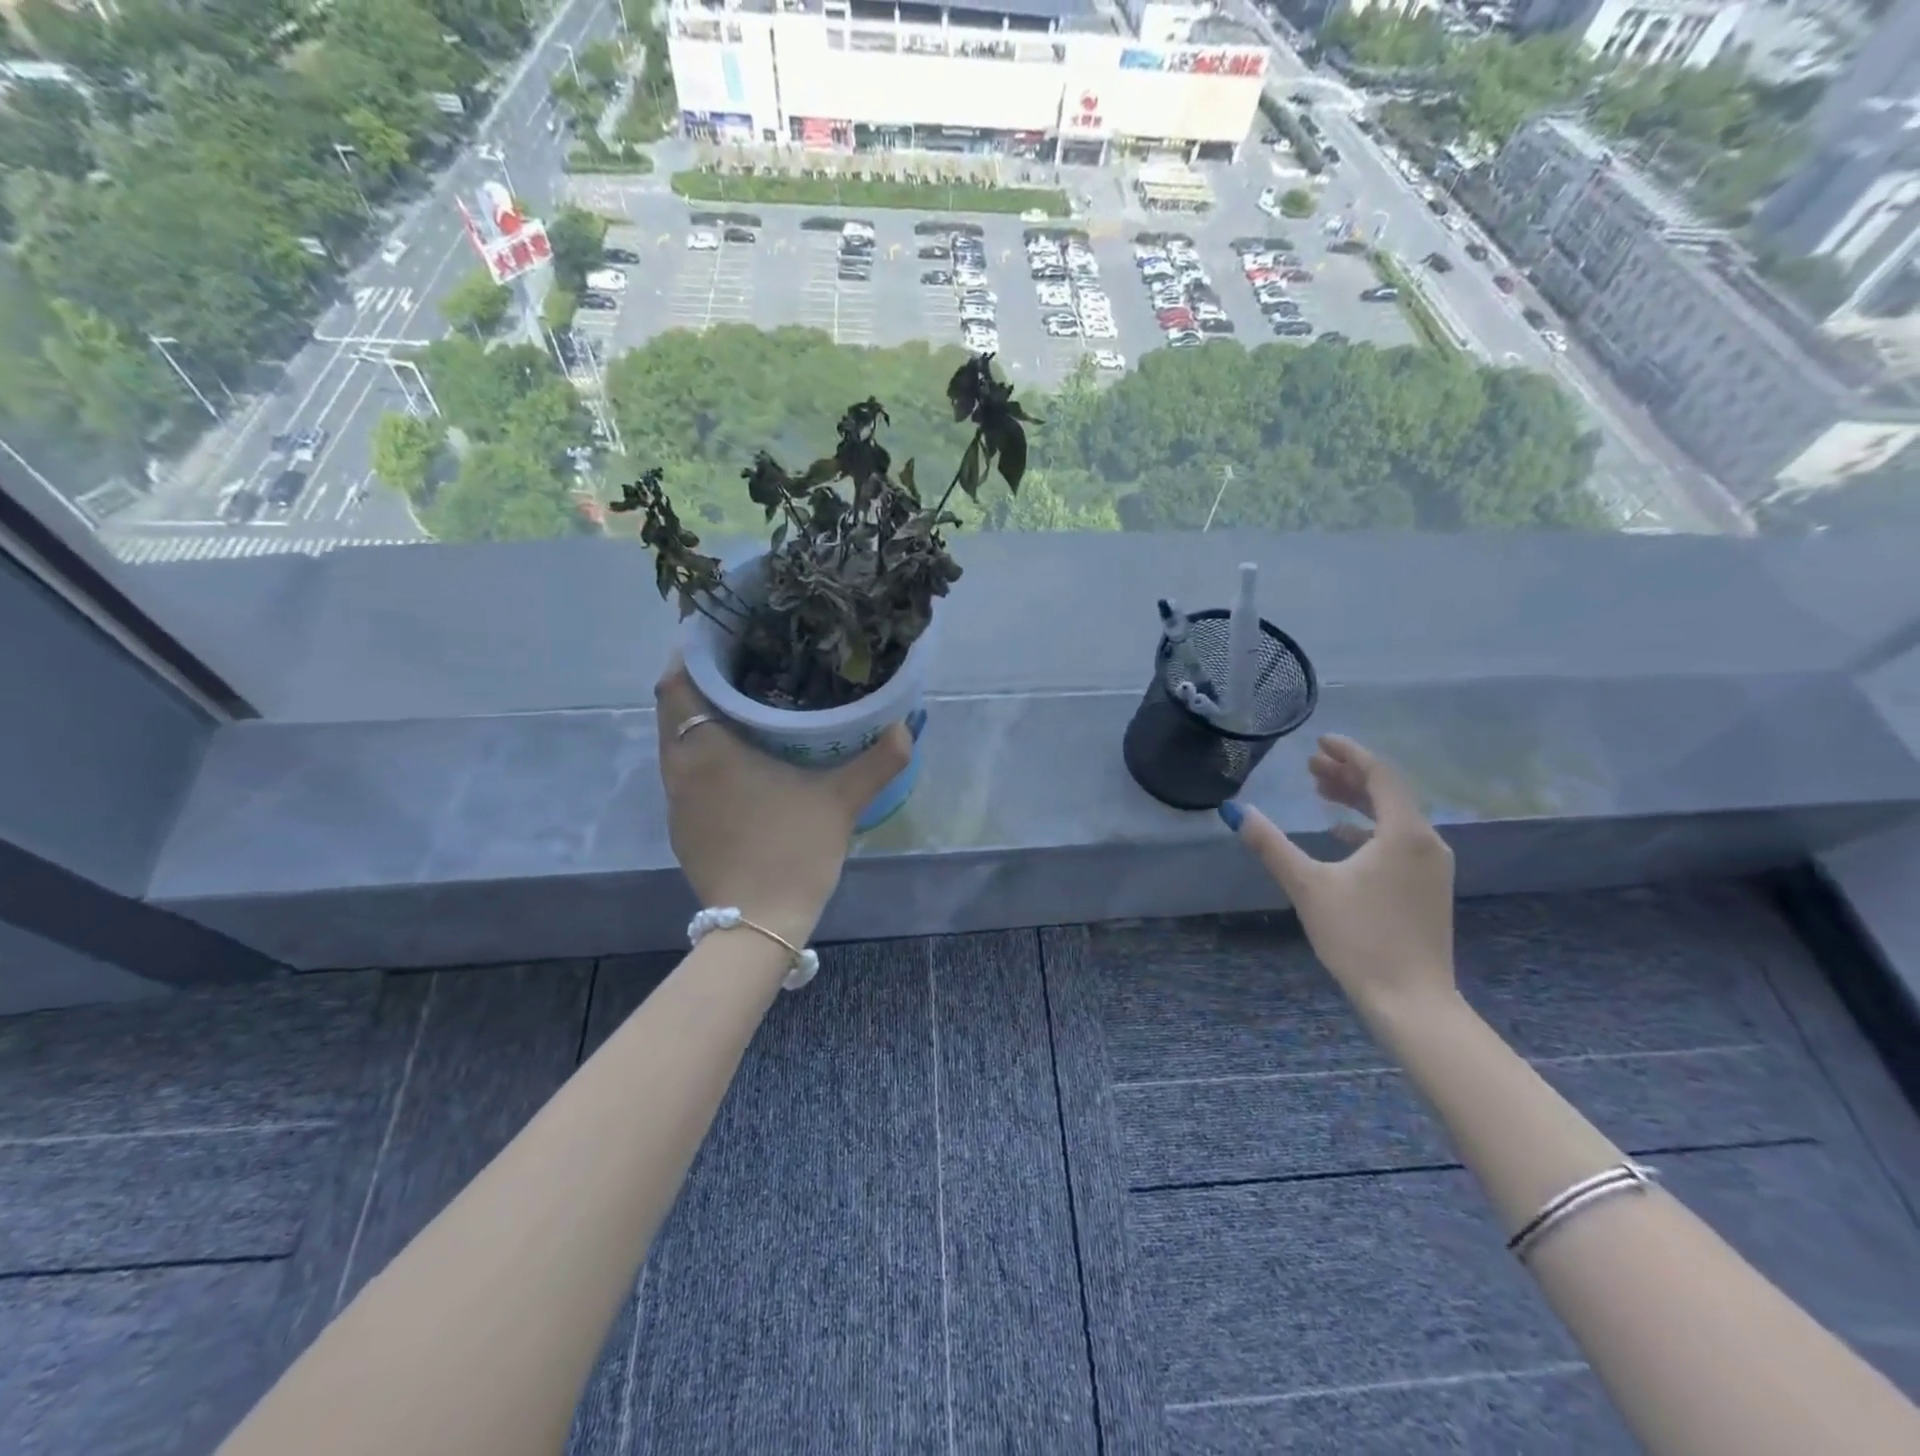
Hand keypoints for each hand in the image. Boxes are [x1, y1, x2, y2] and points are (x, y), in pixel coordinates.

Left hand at [655, 657, 914, 945]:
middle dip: (697, 683)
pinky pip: (683, 774)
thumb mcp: (842, 800)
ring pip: (674, 744)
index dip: (689, 654)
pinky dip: (700, 755)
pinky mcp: (681, 828)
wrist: (759, 923)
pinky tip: (737, 762)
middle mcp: (680, 770)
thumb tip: (906, 725)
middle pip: (671, 709)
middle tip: (739, 666)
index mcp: (708, 751)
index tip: (718, 636)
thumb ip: (878, 759)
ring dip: (697, 720)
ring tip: (740, 706)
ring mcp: (676, 802)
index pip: (676, 683)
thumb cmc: (794, 850)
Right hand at [1224, 735, 1455, 1011]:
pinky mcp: (1427, 887)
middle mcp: (1426, 842)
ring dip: (1357, 800)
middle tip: (1311, 764)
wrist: (1410, 999)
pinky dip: (1368, 827)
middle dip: (1348, 774)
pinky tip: (1341, 834)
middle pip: (1387, 793)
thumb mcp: (1308, 886)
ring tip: (1322, 789)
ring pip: (1393, 817)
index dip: (1349, 753)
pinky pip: (1398, 840)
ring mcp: (1431, 867)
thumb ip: (1271, 845)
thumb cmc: (1359, 937)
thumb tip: (1235, 812)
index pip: (1379, 775)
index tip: (1320, 740)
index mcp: (1404, 833)